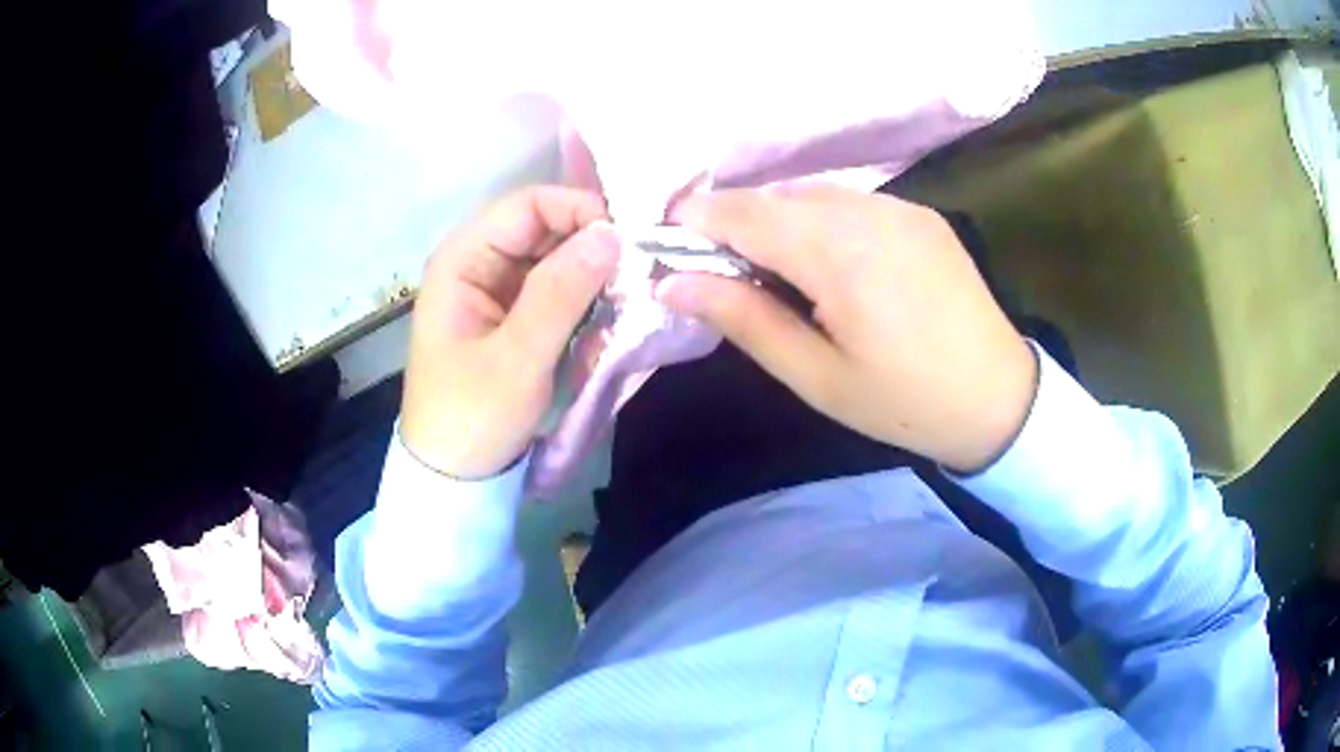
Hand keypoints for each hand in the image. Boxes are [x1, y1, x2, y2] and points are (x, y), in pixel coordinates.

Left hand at [400, 186, 619, 477]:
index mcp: (463, 260)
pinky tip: (609, 318)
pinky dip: (585, 300)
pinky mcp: (516, 318)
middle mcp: (479, 264)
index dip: (578, 211)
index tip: (626, 243)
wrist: (455, 478)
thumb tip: (611, 234)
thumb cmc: (473, 418)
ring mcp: (499, 291)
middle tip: (638, 273)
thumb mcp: (517, 358)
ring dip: (593, 274)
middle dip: (591, 245)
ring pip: (557, 259)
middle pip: (545, 228)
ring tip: (630, 297)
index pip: (528, 205)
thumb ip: (560, 293)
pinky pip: (558, 291)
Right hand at [658, 187, 1036, 473]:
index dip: (694, 220)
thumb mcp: (815, 376)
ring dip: (778, 220)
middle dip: (734, 223)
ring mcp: (899, 206)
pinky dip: (820, 219)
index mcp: (836, 252)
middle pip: (773, 196)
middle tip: (721, 272)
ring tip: (774, 271)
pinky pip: (851, 201)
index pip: (741, 211)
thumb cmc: (903, 401)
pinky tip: (829, 263)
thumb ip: (743, 319)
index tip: (668, 246)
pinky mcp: (920, 213)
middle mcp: (866, 210)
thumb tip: (672, 283)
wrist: (999, 397)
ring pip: (811, 194)